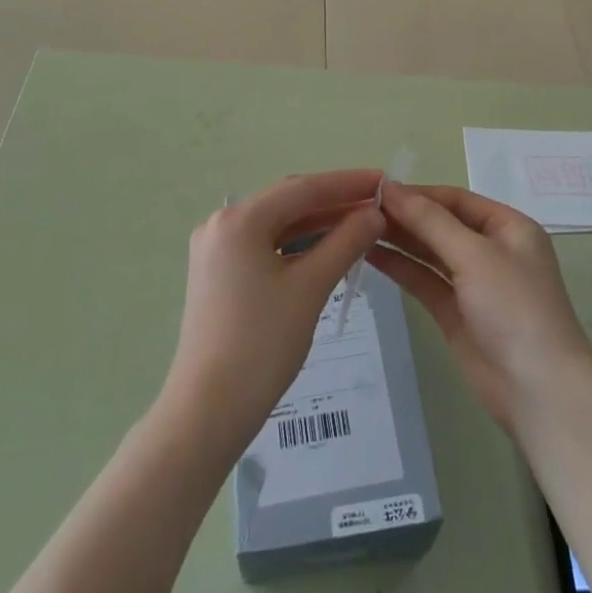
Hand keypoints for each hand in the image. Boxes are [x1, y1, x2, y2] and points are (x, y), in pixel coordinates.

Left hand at [162, 170, 386, 451]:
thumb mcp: (311, 287)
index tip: (384, 179)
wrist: (207, 412)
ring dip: (317, 224)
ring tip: (361, 224)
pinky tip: (327, 249)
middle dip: (334, 202)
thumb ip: (346, 242)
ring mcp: (216, 249)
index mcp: (239, 219)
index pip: (303, 189)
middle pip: (288, 203)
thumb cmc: (262, 344)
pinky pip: (265, 245)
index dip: (347, 183)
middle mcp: (222, 223)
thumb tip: (375, 213)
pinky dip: (297, 245)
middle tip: (377, 203)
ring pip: (277, 225)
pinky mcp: (218, 273)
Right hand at [369, 182, 591, 434]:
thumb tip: (390, 187)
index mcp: (508, 227)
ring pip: (431, 253)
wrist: (539, 391)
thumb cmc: (514, 308)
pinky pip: (425, 281)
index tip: (378, 189)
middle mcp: (492, 250)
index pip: (456, 199)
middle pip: (442, 224)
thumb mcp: (474, 254)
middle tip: (361, 209)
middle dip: (405, 216)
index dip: (418, 193)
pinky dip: (402, 268)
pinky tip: (372, 256)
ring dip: (399, 240)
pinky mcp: (457, 314)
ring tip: (358, 228)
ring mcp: (474, 284)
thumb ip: (429, 220)